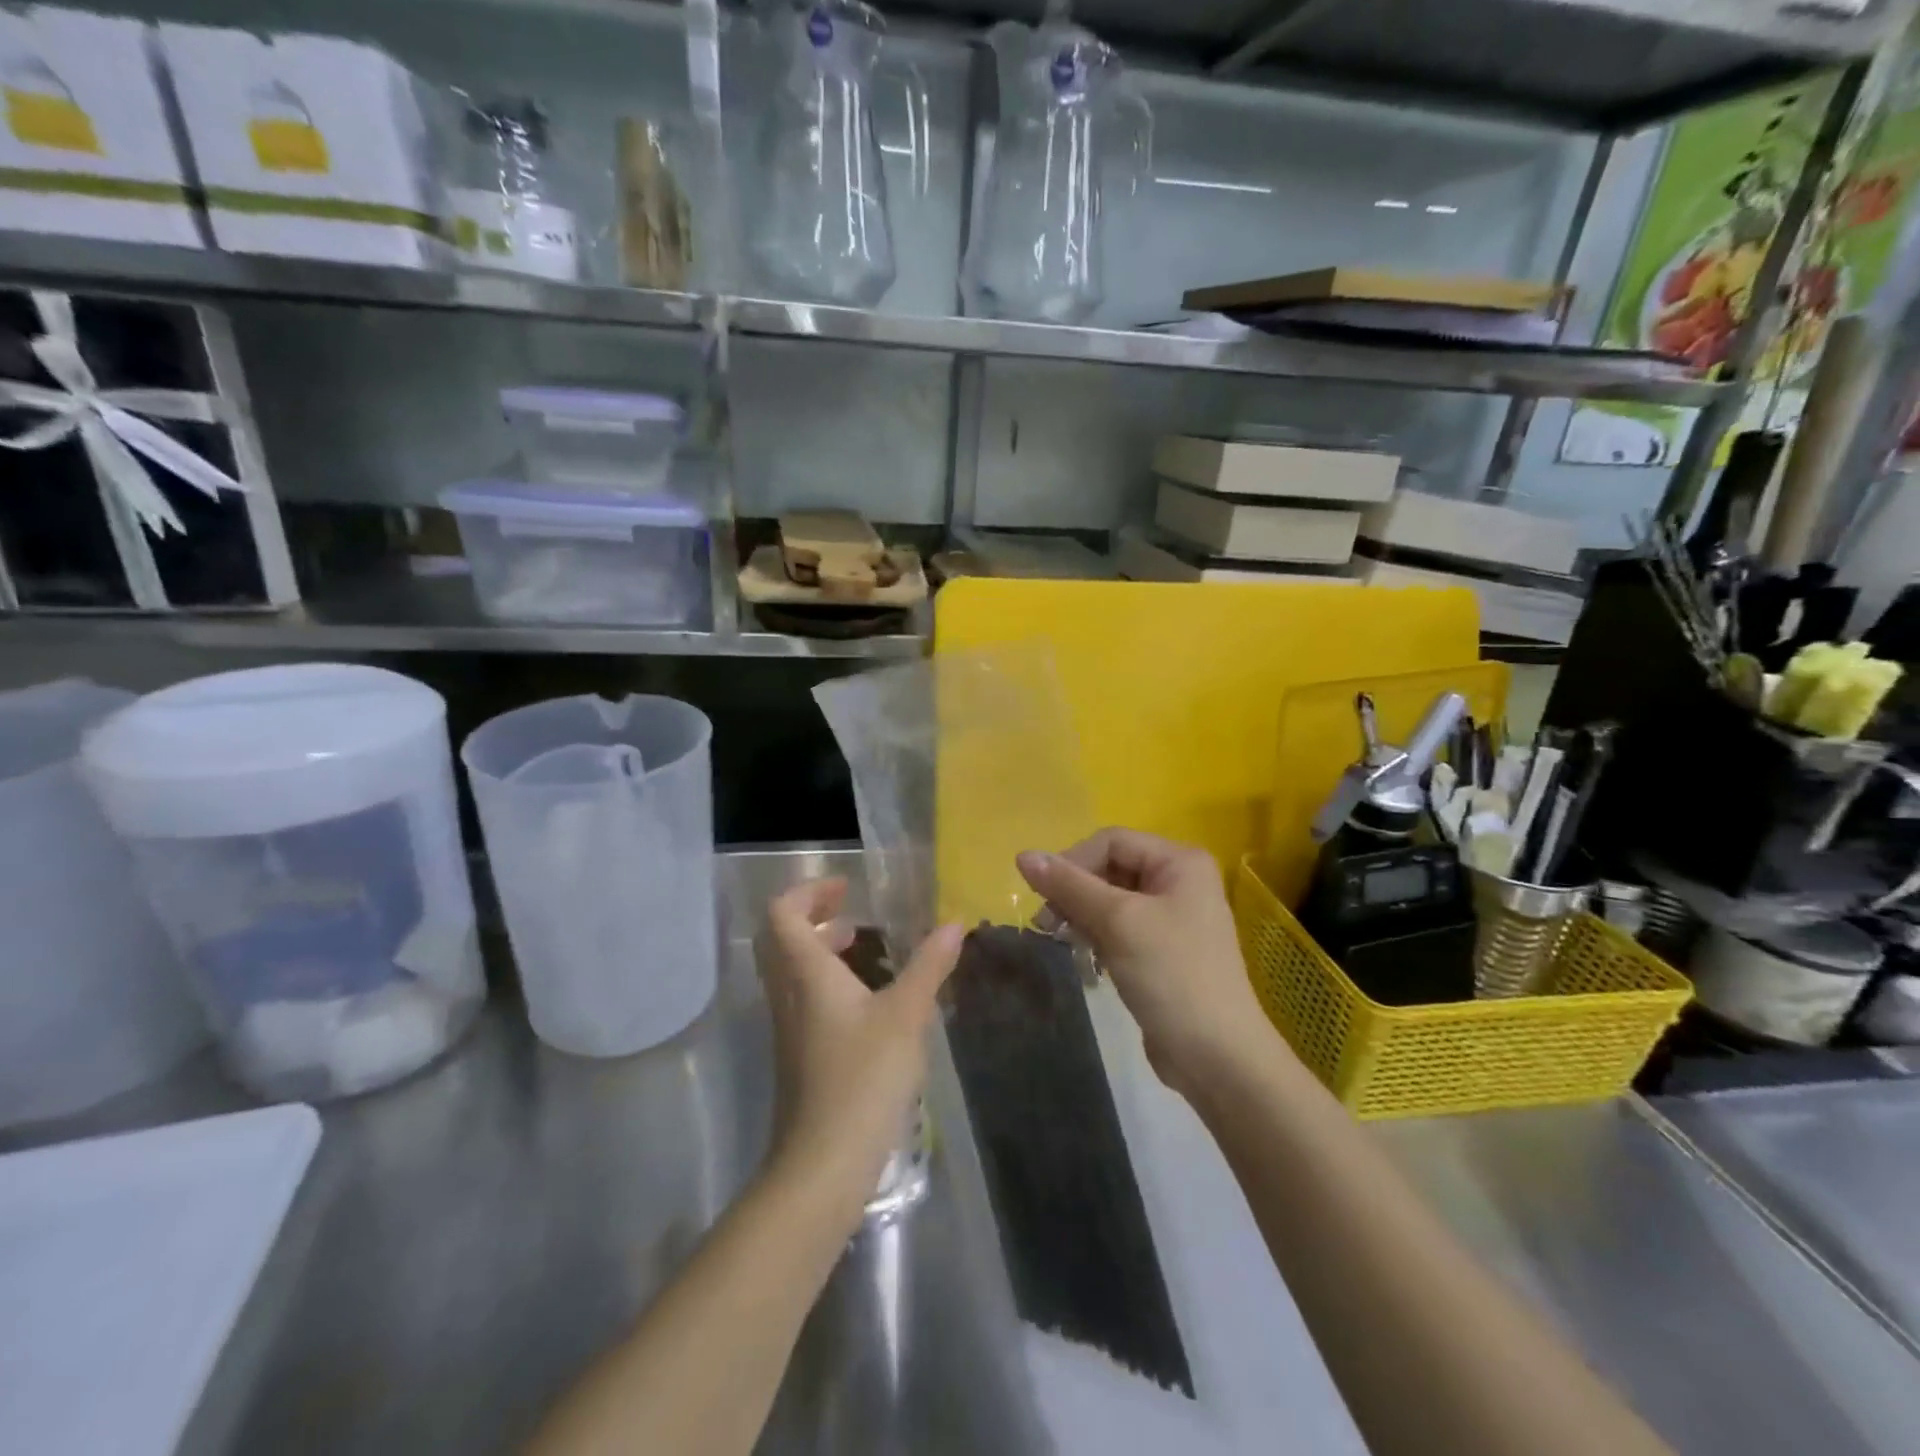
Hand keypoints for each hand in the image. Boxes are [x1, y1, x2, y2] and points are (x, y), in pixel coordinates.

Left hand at [758, 878, 963, 1218]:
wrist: (823, 1162)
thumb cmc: (863, 1077)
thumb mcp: (906, 1015)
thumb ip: (930, 966)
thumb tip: (954, 924)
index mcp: (806, 973)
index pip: (783, 913)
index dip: (809, 891)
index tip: (846, 887)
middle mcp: (788, 993)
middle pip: (781, 938)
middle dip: (813, 915)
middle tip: (852, 910)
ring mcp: (789, 1026)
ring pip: (791, 969)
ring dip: (819, 947)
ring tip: (861, 944)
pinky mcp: (798, 1053)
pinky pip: (801, 996)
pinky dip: (825, 978)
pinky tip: (865, 998)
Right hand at [1016, 830, 1273, 1093]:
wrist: (1217, 1058)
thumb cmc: (1172, 976)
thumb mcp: (1118, 922)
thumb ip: (1069, 885)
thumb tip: (1022, 855)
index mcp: (1180, 862)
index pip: (1111, 841)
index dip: (1072, 861)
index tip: (1042, 896)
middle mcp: (1179, 881)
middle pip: (1110, 867)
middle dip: (1075, 890)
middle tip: (1045, 922)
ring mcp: (1172, 917)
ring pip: (1110, 898)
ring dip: (1080, 913)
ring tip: (1058, 938)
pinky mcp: (1161, 949)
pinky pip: (1119, 926)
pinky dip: (1096, 934)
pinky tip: (1083, 955)